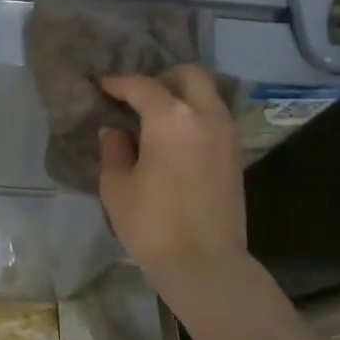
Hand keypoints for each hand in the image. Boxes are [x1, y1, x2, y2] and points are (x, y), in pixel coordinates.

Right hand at [98, 67, 247, 285]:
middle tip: (139, 97)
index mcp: (171, 118)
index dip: (119, 83)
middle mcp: (205, 117)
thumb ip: (114, 150)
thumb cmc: (152, 223)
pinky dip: (195, 117)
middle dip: (162, 79)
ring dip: (183, 97)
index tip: (104, 87)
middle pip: (189, 76)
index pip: (143, 86)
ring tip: (156, 118)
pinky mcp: (236, 156)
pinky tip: (175, 139)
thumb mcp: (116, 186)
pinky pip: (215, 119)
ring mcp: (227, 135)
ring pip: (208, 96)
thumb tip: (116, 131)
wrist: (205, 263)